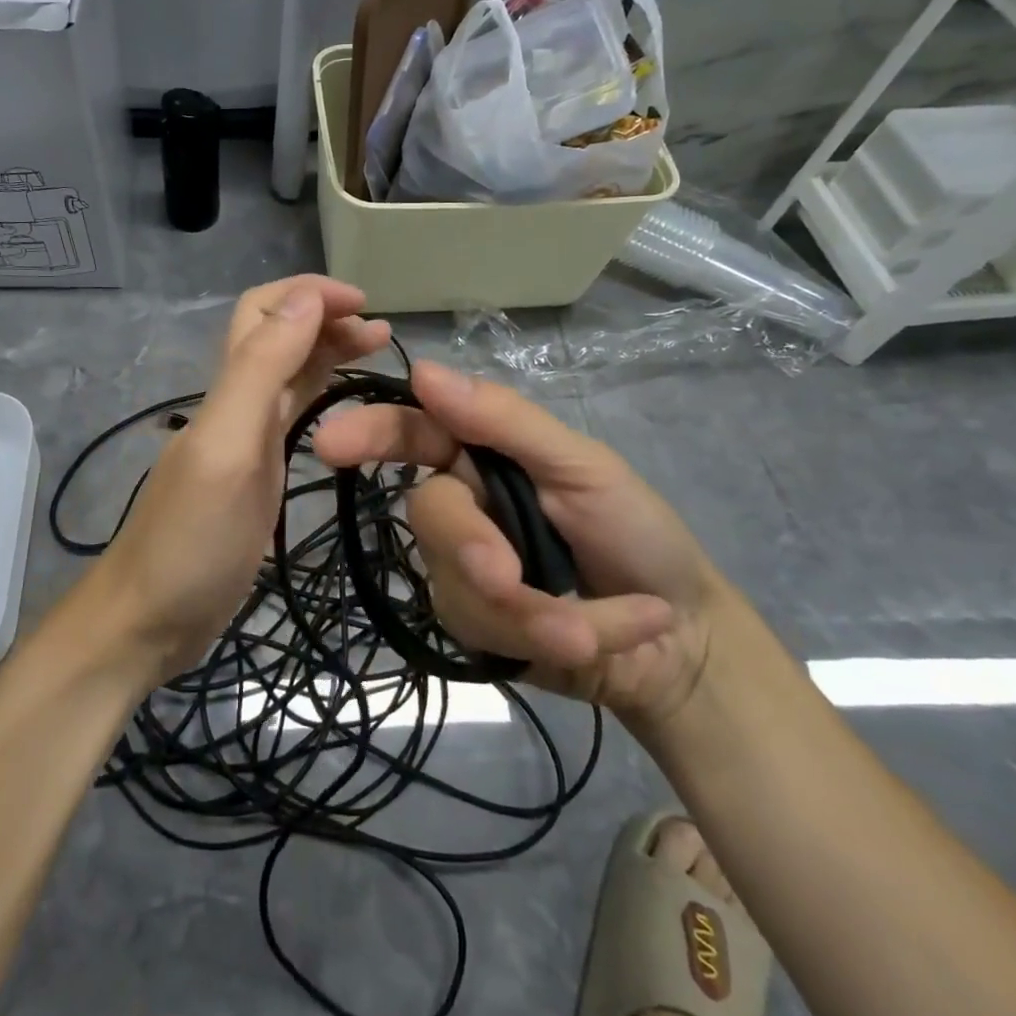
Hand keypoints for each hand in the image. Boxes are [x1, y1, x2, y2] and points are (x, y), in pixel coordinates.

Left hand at [94, 275, 391, 687]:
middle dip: (325, 319)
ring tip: (375, 351)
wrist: (148, 621)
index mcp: (228, 389)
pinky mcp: (255, 476)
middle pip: (278, 336)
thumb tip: (303, 299)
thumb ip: (260, 370)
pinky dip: (320, 394)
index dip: (309, 295)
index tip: (366, 304)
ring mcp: (244, 441)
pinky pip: (290, 417)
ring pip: (287, 374)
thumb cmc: (189, 540)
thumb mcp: (228, 447)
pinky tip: (346, 404)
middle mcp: (235, 404)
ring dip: (327, 351)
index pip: (263, 312)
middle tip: (381, 332)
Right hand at [313, 361, 725, 726]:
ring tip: (598, 627)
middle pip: (428, 513)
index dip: (370, 433)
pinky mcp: (473, 628)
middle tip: (511, 579)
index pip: (414, 433)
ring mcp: (461, 571)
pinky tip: (598, 638)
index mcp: (484, 456)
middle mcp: (463, 508)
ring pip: (454, 583)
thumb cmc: (639, 536)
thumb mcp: (585, 468)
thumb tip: (421, 371)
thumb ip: (506, 422)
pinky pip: (481, 631)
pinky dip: (546, 637)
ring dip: (531, 610)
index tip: (331, 443)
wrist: (685, 645)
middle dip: (470, 546)